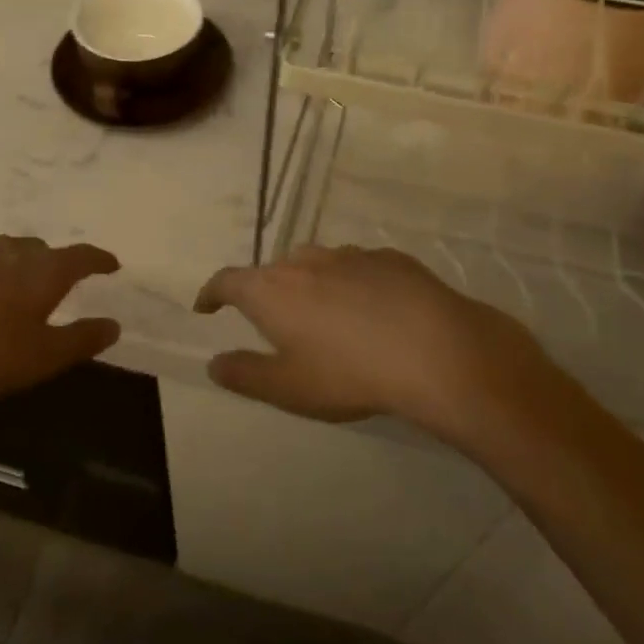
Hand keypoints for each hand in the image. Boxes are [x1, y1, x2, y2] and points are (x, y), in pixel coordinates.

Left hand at [0, 237, 121, 415]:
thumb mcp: (43, 357)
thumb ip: (82, 340)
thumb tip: (113, 325)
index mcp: (42, 271)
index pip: (81, 257)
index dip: (99, 260)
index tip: (111, 264)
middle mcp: (7, 250)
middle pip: (38, 250)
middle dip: (50, 263)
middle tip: (52, 283)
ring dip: (7, 267)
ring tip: (3, 291)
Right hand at [194, 245, 551, 436]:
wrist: (437, 351)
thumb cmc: (349, 373)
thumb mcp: (288, 388)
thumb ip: (245, 374)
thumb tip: (214, 363)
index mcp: (271, 290)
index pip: (227, 281)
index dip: (212, 293)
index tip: (206, 306)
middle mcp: (304, 261)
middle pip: (273, 271)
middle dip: (267, 293)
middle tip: (276, 323)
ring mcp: (349, 255)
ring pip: (316, 264)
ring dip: (310, 285)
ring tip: (326, 316)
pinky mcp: (389, 257)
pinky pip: (356, 267)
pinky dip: (351, 284)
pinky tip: (373, 311)